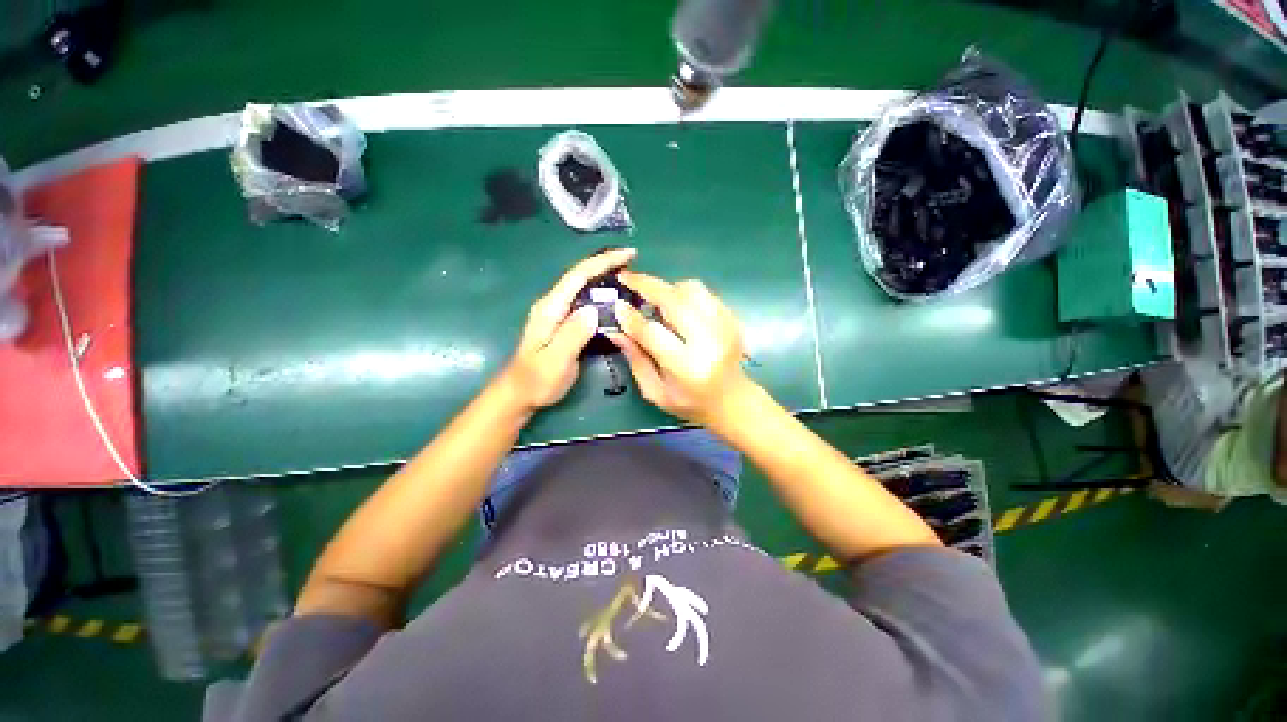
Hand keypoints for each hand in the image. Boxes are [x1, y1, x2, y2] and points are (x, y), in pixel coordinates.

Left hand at [500, 248, 636, 410]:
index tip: (629, 254)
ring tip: (633, 280)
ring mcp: (558, 314)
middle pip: (582, 277)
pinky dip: (603, 297)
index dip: (603, 262)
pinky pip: (586, 303)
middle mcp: (554, 305)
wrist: (520, 395)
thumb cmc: (536, 381)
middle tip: (636, 264)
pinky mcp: (564, 324)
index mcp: (550, 308)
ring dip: (607, 280)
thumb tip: (594, 310)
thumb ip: (572, 334)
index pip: (578, 276)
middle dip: (608, 266)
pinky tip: (619, 303)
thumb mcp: (555, 361)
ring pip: (585, 289)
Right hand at [608, 270, 755, 425]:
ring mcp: (725, 327)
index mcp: (687, 368)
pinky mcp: (733, 318)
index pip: (653, 333)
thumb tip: (615, 330)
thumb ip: (636, 359)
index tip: (617, 305)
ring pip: (692, 290)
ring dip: (668, 288)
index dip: (632, 317)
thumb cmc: (690, 402)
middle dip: (647, 285)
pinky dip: (685, 293)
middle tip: (627, 277)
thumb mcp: (655, 391)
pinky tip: (675, 304)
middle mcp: (709, 343)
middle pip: (675, 302)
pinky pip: (705, 293)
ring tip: (653, 295)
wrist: (733, 401)